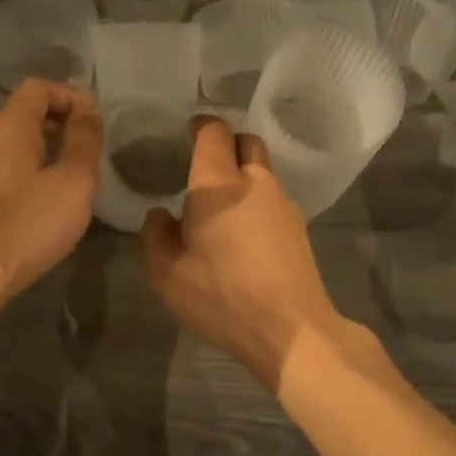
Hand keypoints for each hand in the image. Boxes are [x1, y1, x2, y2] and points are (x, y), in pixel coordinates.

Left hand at [0, 79, 102, 298]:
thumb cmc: (33, 220)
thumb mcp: (75, 178)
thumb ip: (85, 137)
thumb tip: (87, 109)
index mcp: (9, 125)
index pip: (38, 87)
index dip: (70, 96)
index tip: (94, 122)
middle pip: (25, 111)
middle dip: (60, 121)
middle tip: (88, 148)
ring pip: (14, 140)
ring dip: (46, 146)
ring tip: (72, 172)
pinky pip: (5, 163)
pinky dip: (29, 166)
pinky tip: (46, 194)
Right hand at [141, 116, 345, 387]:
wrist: (291, 330)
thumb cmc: (222, 296)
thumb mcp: (167, 273)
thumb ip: (156, 236)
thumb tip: (161, 214)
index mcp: (218, 184)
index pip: (214, 132)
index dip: (200, 125)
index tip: (188, 131)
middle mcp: (256, 182)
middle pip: (247, 141)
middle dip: (226, 143)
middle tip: (204, 163)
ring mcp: (284, 203)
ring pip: (262, 171)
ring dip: (242, 175)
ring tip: (221, 206)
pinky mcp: (299, 228)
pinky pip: (273, 199)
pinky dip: (256, 201)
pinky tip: (244, 234)